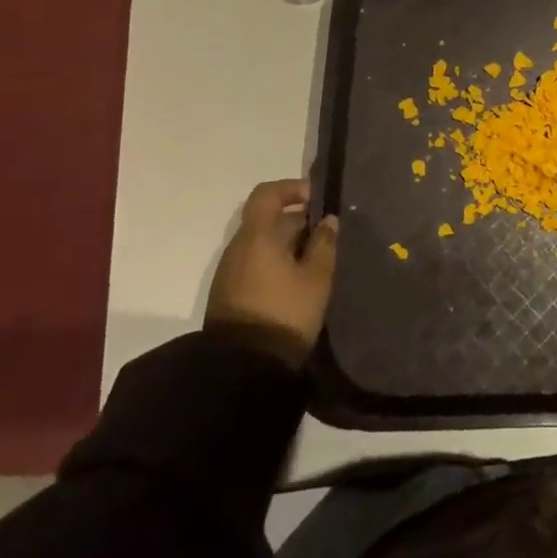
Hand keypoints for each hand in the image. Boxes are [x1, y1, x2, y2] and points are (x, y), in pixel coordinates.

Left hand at [205, 179, 338, 356]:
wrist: (242, 368)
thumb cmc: (285, 313)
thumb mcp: (317, 278)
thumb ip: (324, 244)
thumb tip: (327, 220)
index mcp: (257, 236)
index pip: (267, 194)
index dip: (292, 189)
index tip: (317, 201)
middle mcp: (238, 248)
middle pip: (267, 220)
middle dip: (298, 222)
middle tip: (328, 239)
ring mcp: (230, 272)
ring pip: (263, 244)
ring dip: (289, 245)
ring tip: (317, 263)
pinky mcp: (229, 294)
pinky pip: (256, 264)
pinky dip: (277, 263)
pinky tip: (298, 283)